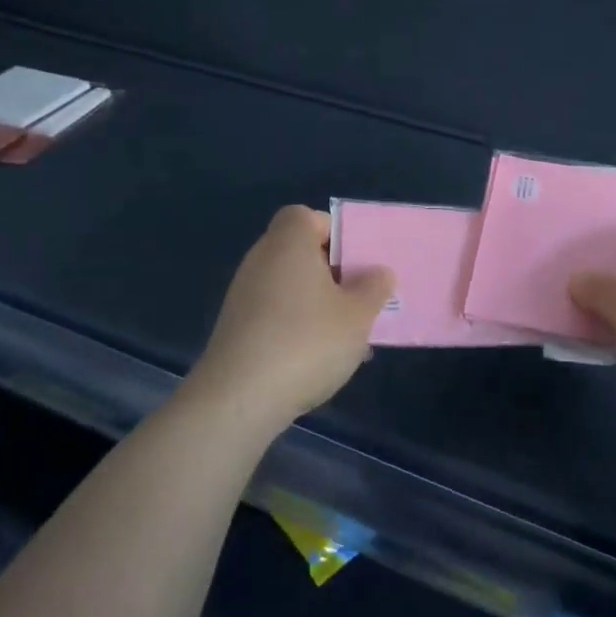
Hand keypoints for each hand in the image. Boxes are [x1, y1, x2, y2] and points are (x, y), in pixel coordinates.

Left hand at [195, 206, 394, 426]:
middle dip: (332, 272)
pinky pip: (275, 313)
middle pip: (299, 252)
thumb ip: (374, 288)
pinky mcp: (236, 329)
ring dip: (318, 303)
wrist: (239, 400)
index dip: (333, 232)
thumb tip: (379, 272)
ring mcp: (243, 296)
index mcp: (288, 243)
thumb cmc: (306, 342)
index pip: (305, 216)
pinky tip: (319, 358)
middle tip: (360, 297)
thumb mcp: (358, 315)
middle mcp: (261, 261)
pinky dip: (297, 325)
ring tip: (347, 334)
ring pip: (290, 286)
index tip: (356, 261)